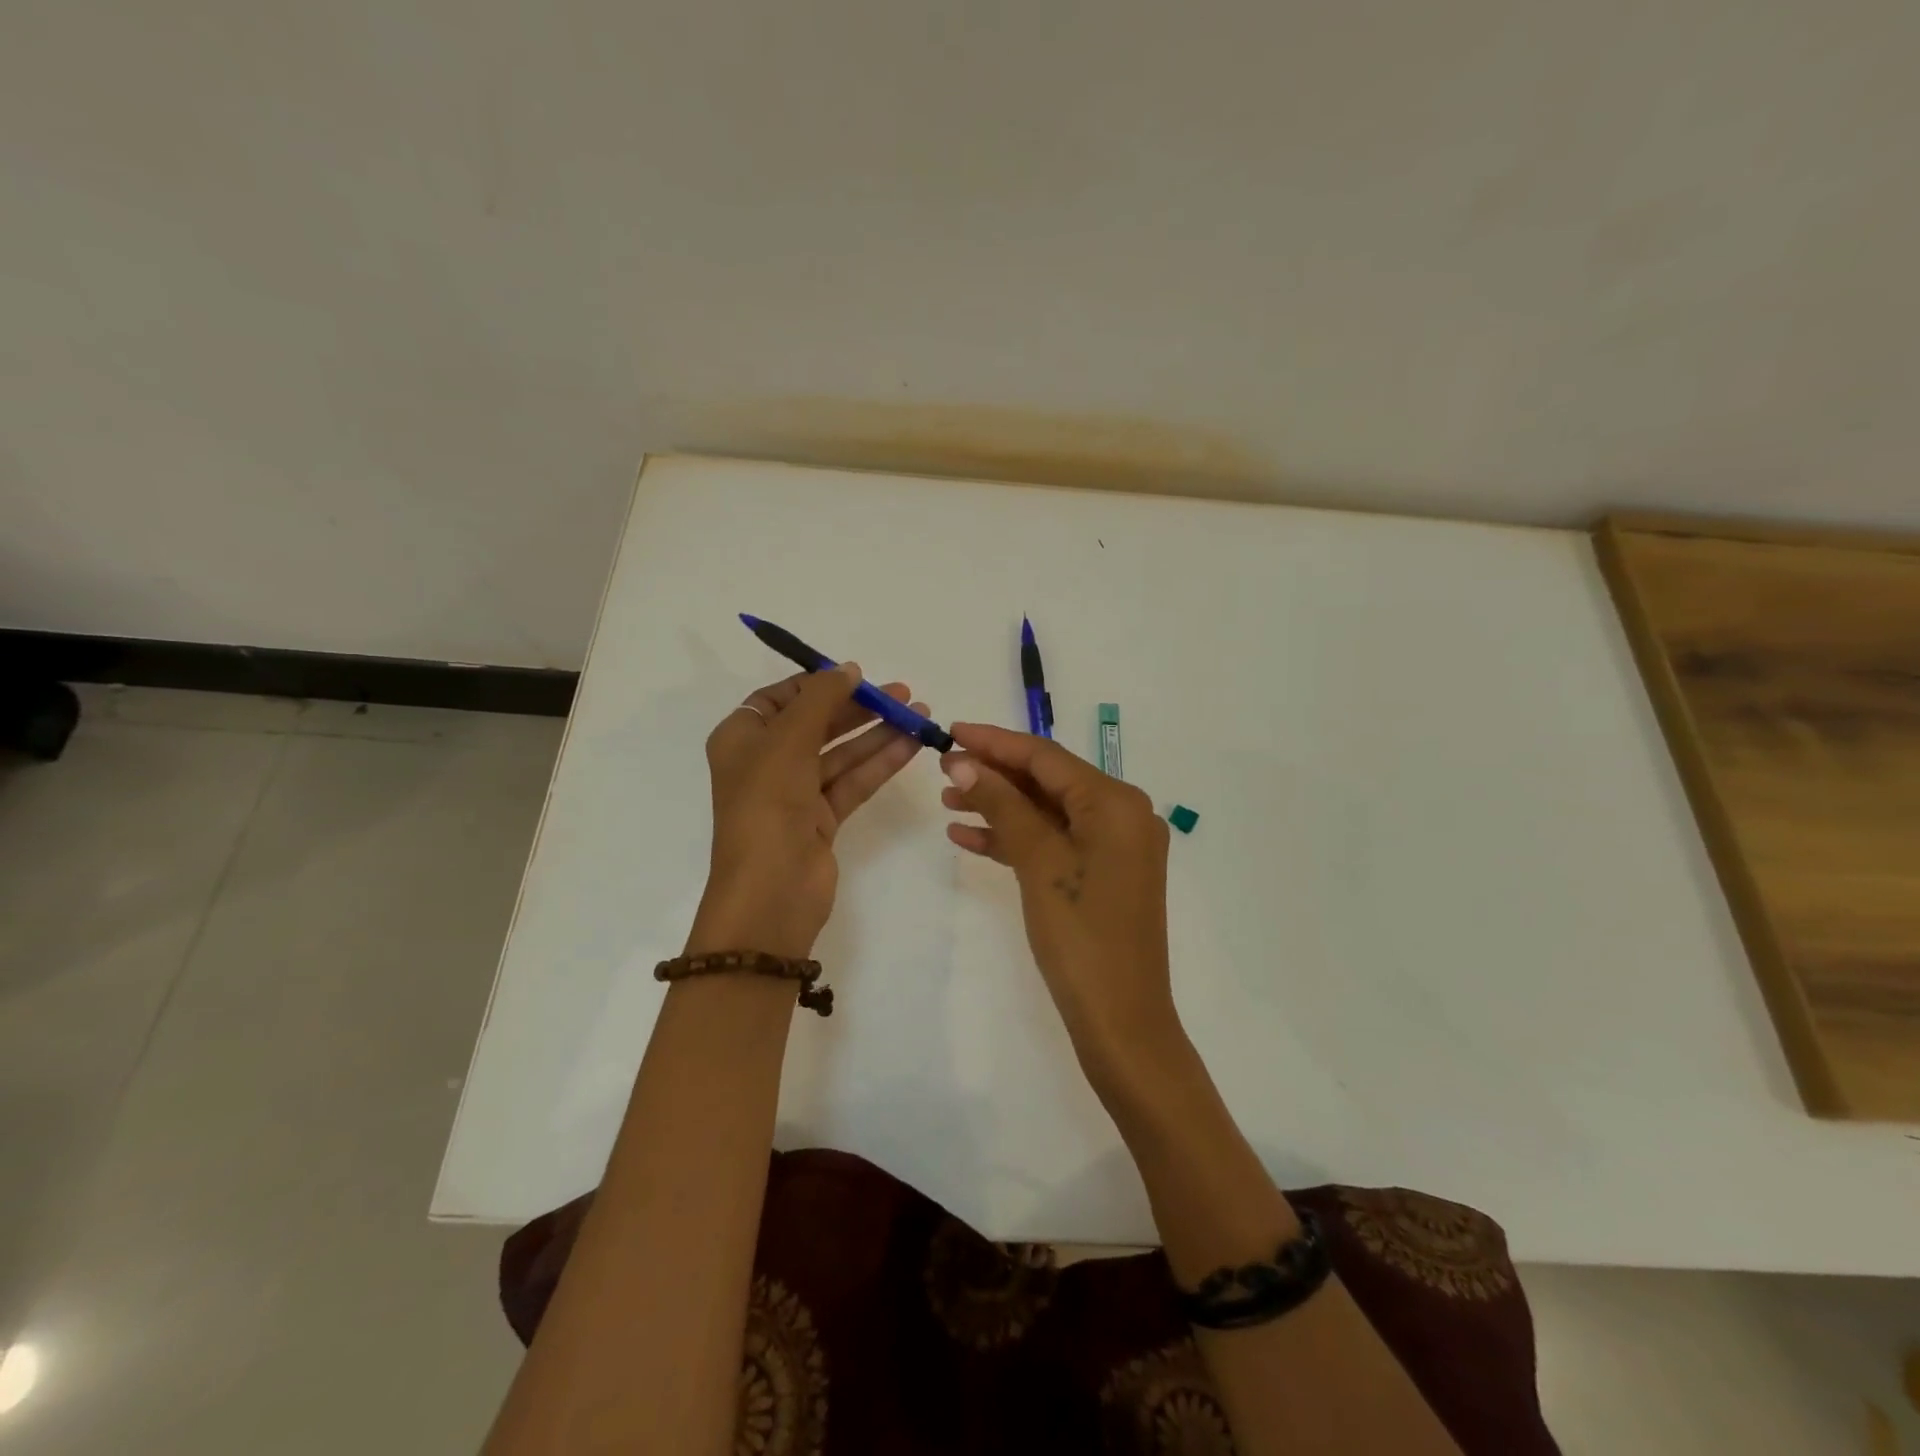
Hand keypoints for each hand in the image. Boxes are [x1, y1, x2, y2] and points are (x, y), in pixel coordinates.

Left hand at [689, 665, 928, 959]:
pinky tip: (912, 746)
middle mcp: (766, 762)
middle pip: (817, 724)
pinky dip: (880, 763)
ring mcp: (795, 793)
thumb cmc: (768, 805)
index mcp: (742, 739)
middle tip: (903, 694)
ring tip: (920, 716)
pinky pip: (853, 781)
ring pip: (841, 753)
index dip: (818, 684)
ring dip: (878, 734)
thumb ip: (820, 699)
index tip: (857, 676)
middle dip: (859, 708)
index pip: (780, 699)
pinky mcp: (822, 819)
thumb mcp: (788, 740)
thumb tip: (848, 669)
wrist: (771, 891)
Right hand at [939, 722, 1178, 1079]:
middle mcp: (1122, 815)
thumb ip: (1003, 804)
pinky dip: (1015, 838)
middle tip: (943, 770)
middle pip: (1047, 781)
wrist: (1121, 1021)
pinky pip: (1054, 842)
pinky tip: (969, 837)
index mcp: (1116, 803)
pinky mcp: (1102, 874)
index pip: (1047, 757)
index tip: (950, 730)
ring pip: (1047, 812)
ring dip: (1000, 806)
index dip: (995, 742)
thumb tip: (964, 760)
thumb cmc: (1081, 935)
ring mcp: (1113, 847)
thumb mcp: (1038, 862)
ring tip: (948, 801)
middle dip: (995, 775)